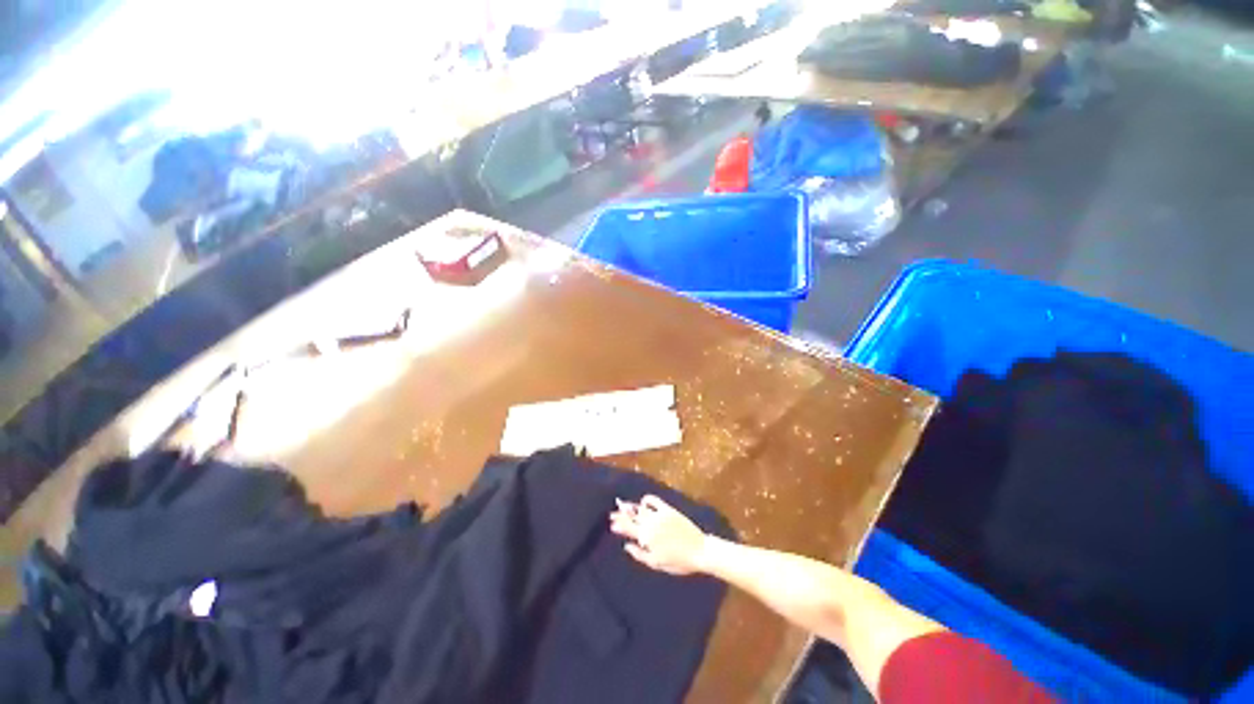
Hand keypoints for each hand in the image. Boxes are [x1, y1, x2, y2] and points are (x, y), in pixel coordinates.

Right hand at [609, 495, 708, 575]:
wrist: (699, 550)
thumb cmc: (678, 562)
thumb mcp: (657, 563)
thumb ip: (640, 555)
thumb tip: (626, 546)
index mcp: (647, 538)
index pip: (629, 529)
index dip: (619, 525)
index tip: (612, 524)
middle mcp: (651, 524)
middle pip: (632, 517)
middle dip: (621, 515)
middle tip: (612, 514)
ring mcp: (659, 515)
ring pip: (640, 508)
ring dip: (630, 507)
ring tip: (623, 505)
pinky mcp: (668, 510)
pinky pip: (653, 500)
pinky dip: (646, 500)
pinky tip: (643, 502)